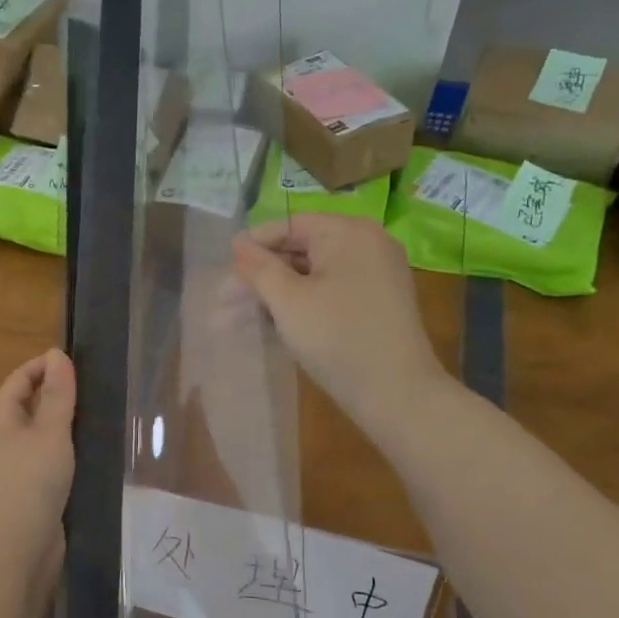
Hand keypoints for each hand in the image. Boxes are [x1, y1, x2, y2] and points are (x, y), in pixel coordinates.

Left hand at [0, 349, 76, 558]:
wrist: (14, 548)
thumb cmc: (30, 481)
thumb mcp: (49, 432)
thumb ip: (56, 394)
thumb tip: (56, 354)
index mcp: (0, 419)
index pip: (19, 379)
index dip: (43, 366)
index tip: (77, 362)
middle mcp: (1, 439)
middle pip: (26, 406)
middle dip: (54, 394)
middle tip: (93, 389)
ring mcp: (12, 468)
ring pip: (37, 436)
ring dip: (61, 425)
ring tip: (97, 418)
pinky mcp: (26, 492)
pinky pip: (44, 461)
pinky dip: (63, 452)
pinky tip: (86, 456)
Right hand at [231, 214, 443, 439]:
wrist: (396, 393)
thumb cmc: (336, 337)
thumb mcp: (287, 300)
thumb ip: (258, 267)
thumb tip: (238, 242)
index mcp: (348, 232)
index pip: (289, 225)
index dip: (253, 245)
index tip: (223, 270)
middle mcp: (367, 245)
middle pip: (300, 251)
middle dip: (259, 277)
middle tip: (222, 302)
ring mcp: (375, 275)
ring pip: (311, 276)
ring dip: (274, 296)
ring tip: (234, 321)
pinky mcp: (375, 304)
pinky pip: (329, 293)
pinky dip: (300, 305)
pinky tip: (271, 326)